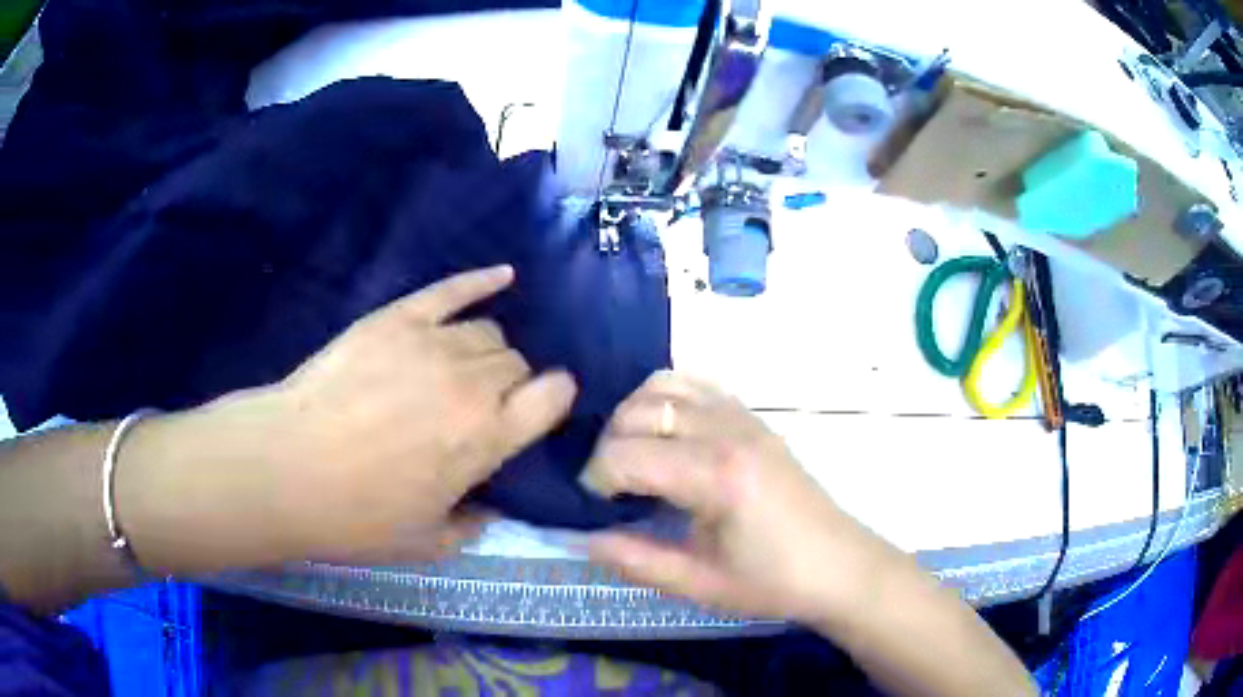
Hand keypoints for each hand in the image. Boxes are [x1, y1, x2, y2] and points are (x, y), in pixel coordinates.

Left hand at [120, 266, 576, 570]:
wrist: (286, 469)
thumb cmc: (356, 516)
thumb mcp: (426, 543)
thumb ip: (472, 526)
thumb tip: (489, 508)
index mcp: (486, 438)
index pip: (552, 396)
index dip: (554, 399)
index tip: (542, 408)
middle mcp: (472, 384)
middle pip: (517, 362)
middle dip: (511, 383)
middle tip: (481, 405)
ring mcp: (432, 343)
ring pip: (488, 330)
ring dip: (487, 350)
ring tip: (463, 367)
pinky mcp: (396, 319)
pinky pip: (451, 290)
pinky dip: (481, 281)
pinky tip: (502, 275)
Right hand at [581, 371, 892, 625]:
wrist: (840, 567)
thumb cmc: (773, 583)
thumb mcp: (699, 585)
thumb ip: (635, 560)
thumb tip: (578, 536)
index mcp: (716, 476)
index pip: (626, 455)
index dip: (595, 479)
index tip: (595, 508)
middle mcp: (728, 431)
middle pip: (637, 411)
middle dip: (608, 447)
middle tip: (611, 489)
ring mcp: (744, 417)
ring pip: (663, 385)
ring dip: (633, 415)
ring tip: (635, 457)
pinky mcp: (754, 417)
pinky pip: (696, 384)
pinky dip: (666, 398)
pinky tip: (666, 436)